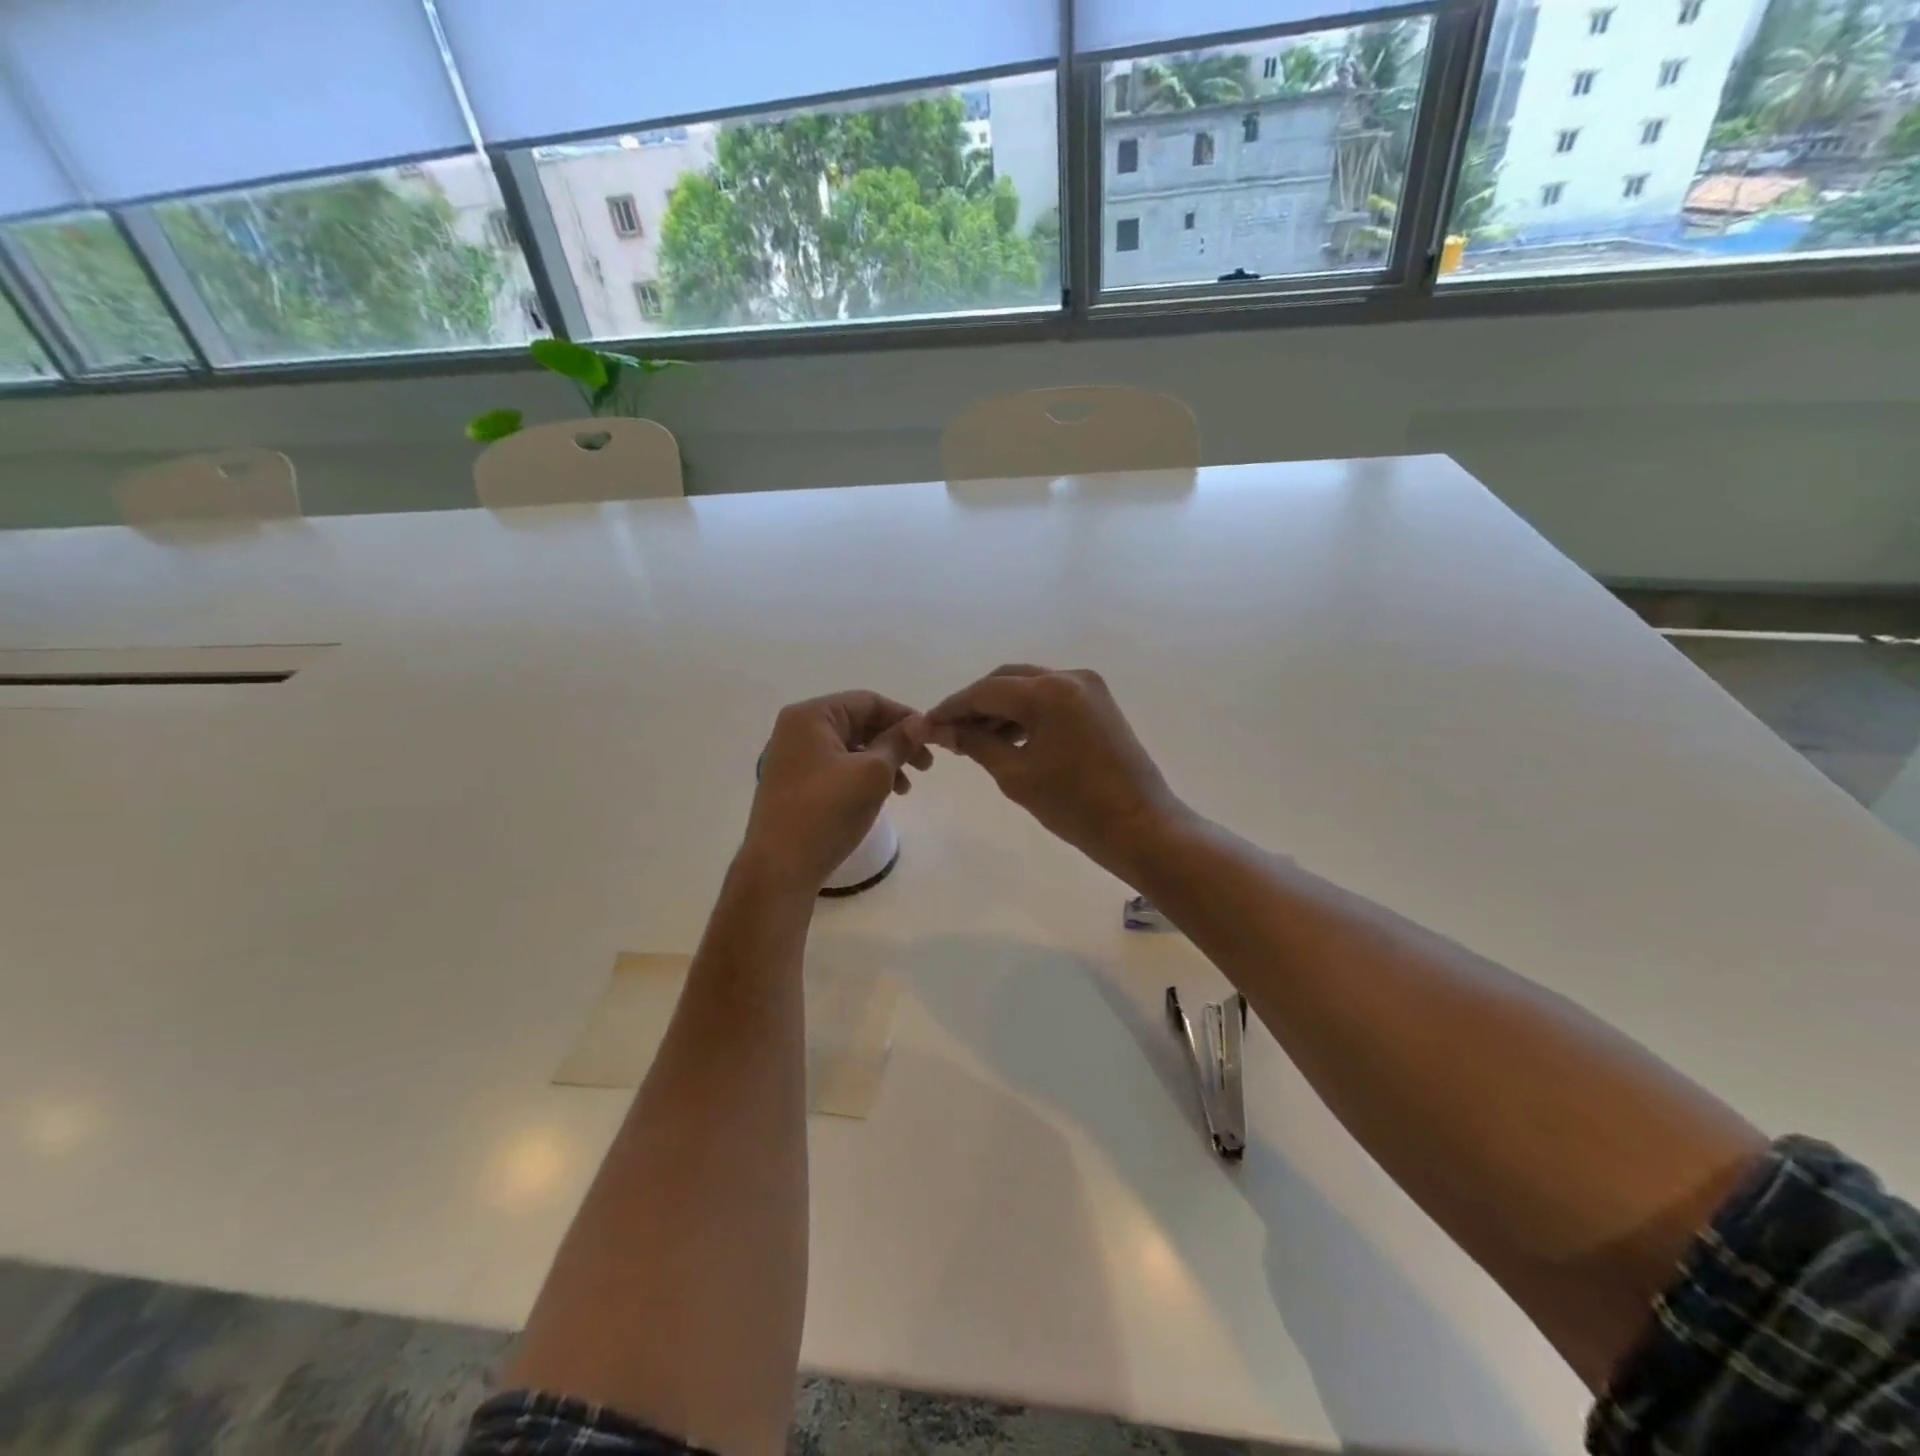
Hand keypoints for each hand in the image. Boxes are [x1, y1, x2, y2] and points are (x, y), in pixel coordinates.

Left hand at [742, 691, 931, 895]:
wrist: (780, 867)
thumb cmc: (827, 811)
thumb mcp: (872, 773)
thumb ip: (898, 742)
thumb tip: (920, 722)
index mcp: (812, 716)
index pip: (868, 702)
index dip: (904, 717)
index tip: (932, 739)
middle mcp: (798, 729)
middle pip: (859, 723)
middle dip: (895, 742)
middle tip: (926, 767)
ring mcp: (794, 757)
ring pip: (851, 748)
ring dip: (883, 762)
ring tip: (906, 789)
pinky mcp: (795, 784)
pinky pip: (837, 767)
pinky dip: (863, 776)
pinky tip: (881, 796)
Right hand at [927, 665, 1183, 880]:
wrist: (1140, 826)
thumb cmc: (1074, 806)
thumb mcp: (1016, 775)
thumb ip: (976, 743)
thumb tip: (941, 730)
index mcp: (1047, 691)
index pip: (985, 691)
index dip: (951, 708)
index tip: (925, 725)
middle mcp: (1068, 676)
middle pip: (1006, 680)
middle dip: (974, 703)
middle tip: (948, 732)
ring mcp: (1088, 687)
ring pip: (1028, 686)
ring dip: (1000, 708)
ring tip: (973, 739)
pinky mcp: (1098, 702)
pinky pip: (1050, 697)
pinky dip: (1025, 712)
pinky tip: (1006, 737)